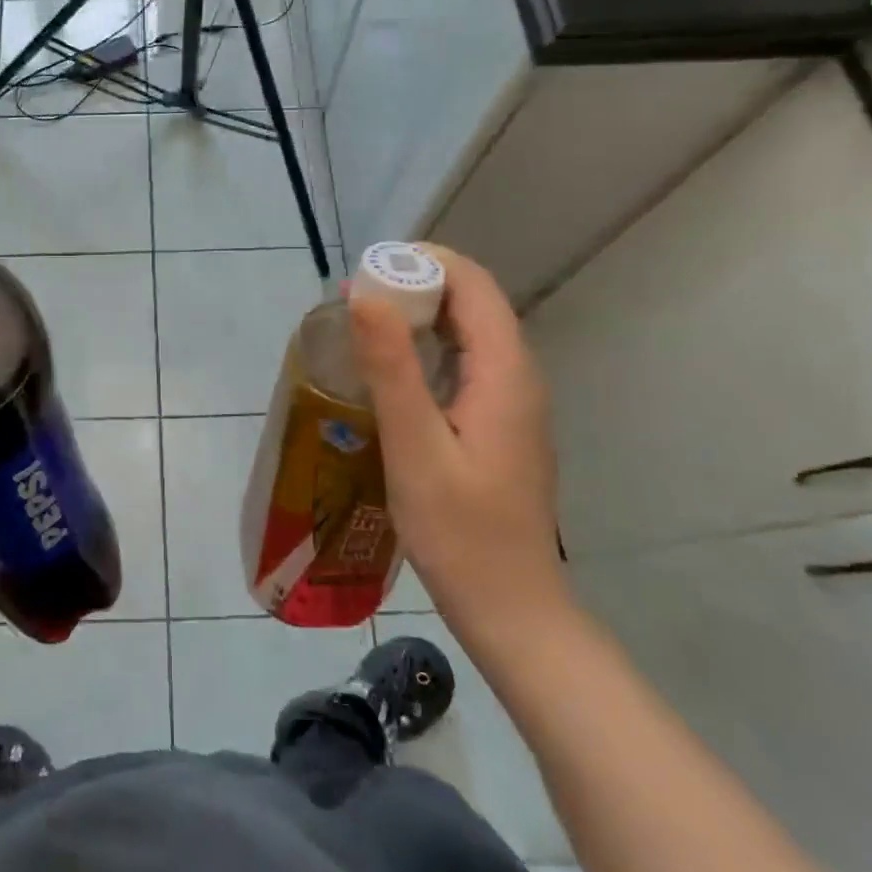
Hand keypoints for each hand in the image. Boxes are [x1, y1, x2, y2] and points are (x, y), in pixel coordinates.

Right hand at [349, 246, 570, 646]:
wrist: (510, 609)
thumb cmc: (460, 532)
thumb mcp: (415, 447)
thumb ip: (392, 368)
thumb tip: (366, 293)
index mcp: (505, 372)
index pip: (473, 284)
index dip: (422, 263)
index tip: (366, 273)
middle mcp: (517, 376)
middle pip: (472, 302)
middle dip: (414, 286)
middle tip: (353, 301)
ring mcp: (511, 402)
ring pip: (468, 332)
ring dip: (418, 317)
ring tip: (362, 328)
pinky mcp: (498, 424)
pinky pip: (464, 363)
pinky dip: (426, 350)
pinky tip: (389, 374)